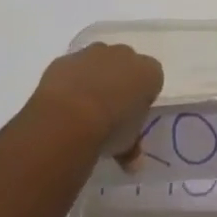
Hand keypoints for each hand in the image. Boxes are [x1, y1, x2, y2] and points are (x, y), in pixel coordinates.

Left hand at [30, 43, 163, 164]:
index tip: (133, 115)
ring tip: (84, 108)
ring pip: (98, 62)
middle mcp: (123, 54)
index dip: (143, 96)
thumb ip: (132, 148)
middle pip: (126, 65)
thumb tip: (133, 163)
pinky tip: (64, 103)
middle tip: (110, 111)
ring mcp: (93, 53)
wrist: (69, 116)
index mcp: (148, 72)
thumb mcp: (127, 144)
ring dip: (94, 78)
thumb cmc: (110, 128)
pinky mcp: (66, 58)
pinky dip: (70, 81)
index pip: (153, 78)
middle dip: (119, 82)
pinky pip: (72, 68)